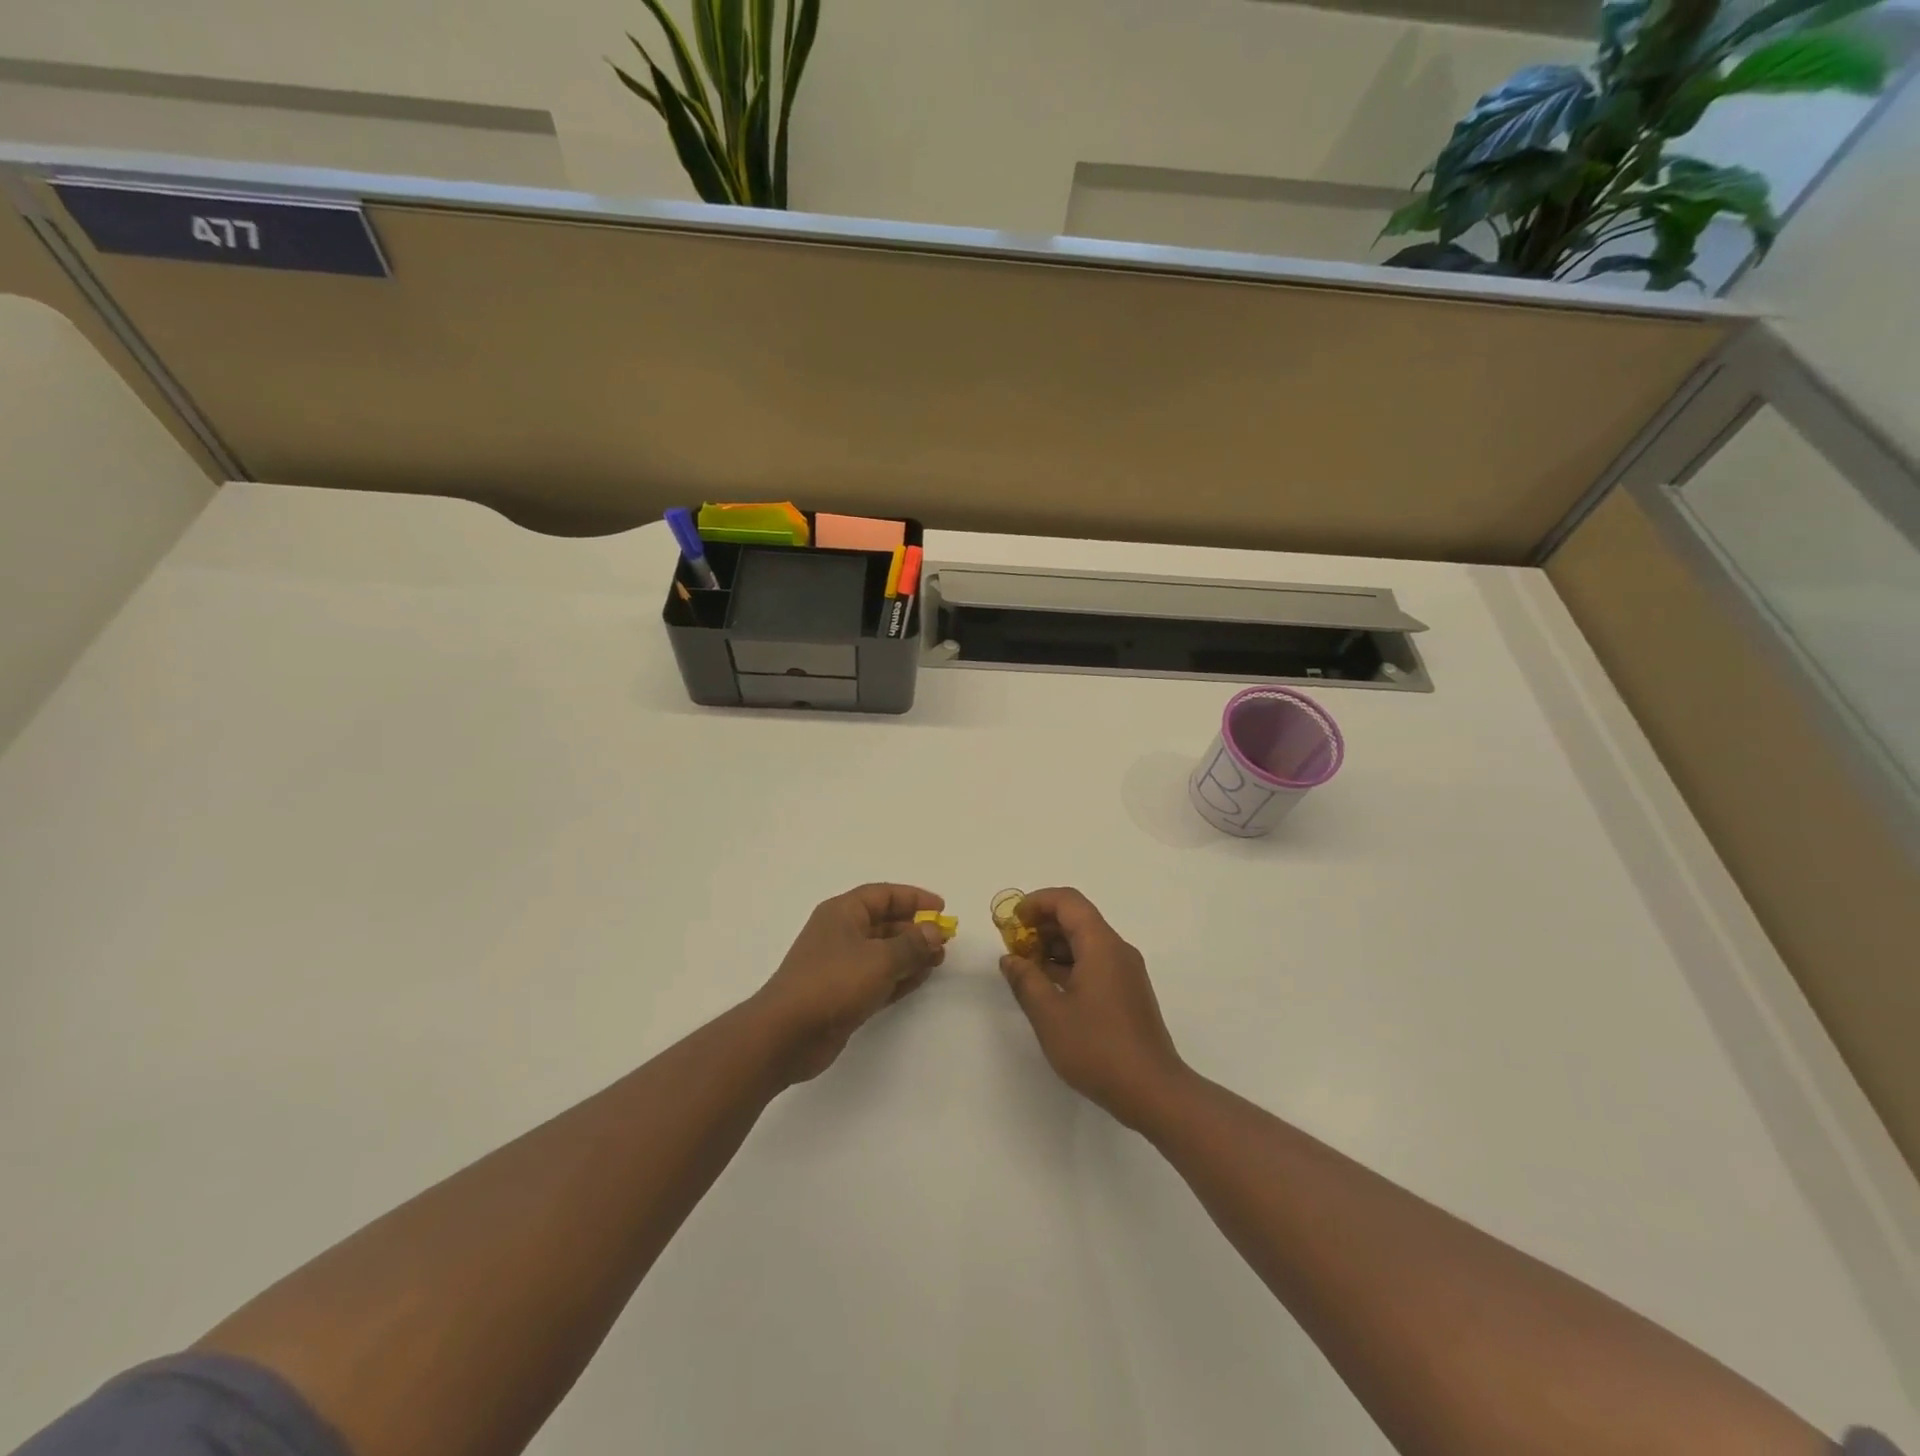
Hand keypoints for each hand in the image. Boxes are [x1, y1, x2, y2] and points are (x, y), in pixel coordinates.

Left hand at [752, 884, 947, 1083]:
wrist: (787, 1034)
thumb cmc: (833, 983)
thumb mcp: (879, 959)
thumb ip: (912, 944)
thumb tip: (933, 932)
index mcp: (842, 913)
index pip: (883, 894)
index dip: (914, 898)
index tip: (941, 909)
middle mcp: (841, 934)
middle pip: (884, 923)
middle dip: (915, 929)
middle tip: (944, 940)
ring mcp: (841, 966)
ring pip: (883, 952)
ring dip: (911, 954)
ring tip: (939, 960)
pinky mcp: (844, 994)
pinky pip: (878, 978)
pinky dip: (899, 976)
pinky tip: (921, 978)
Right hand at [998, 887, 1187, 1127]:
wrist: (1152, 1091)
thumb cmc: (1097, 1048)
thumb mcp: (1049, 1014)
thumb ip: (1025, 980)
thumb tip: (1010, 959)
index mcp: (1101, 945)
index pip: (1068, 901)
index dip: (1036, 902)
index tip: (1011, 920)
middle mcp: (1118, 950)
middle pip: (1078, 919)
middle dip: (1042, 925)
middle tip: (1014, 946)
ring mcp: (1126, 972)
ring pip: (1086, 942)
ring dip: (1054, 947)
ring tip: (1026, 968)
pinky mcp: (1128, 993)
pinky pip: (1095, 962)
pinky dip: (1069, 965)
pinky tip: (1050, 988)